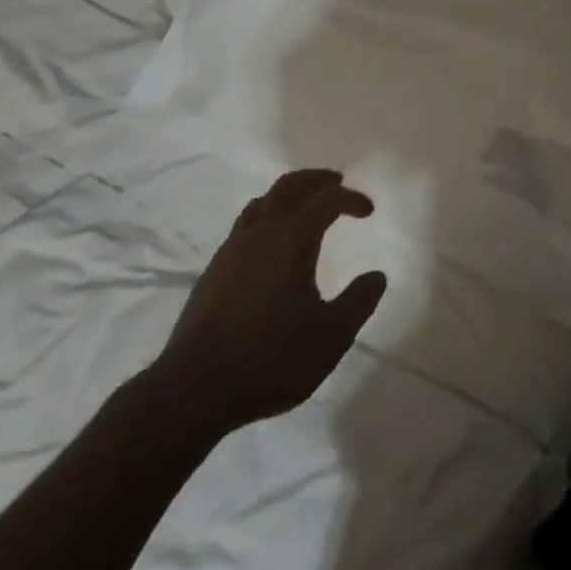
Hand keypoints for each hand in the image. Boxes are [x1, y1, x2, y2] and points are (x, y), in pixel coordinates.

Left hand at [150, 169, 386, 435]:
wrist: (193, 389)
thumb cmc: (270, 359)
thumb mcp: (330, 338)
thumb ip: (358, 303)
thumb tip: (377, 276)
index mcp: (292, 238)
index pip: (327, 200)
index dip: (351, 199)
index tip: (367, 210)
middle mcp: (262, 232)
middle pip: (290, 186)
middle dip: (316, 180)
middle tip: (337, 182)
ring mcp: (232, 248)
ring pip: (263, 201)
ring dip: (289, 194)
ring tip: (304, 206)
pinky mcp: (214, 269)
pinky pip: (246, 224)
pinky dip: (267, 216)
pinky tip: (271, 244)